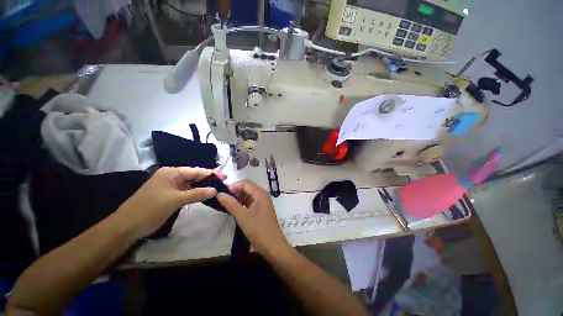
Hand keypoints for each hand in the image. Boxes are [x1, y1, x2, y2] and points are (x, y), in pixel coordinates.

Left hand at [118, 167, 220, 237]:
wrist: (127, 226)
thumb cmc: (150, 208)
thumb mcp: (175, 200)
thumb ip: (197, 193)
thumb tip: (216, 190)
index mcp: (171, 172)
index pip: (195, 171)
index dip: (211, 173)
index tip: (225, 176)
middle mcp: (171, 176)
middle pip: (194, 176)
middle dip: (208, 179)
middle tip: (223, 182)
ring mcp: (170, 186)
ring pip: (191, 184)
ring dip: (203, 187)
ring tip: (217, 188)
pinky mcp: (170, 195)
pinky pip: (187, 191)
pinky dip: (196, 193)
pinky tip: (205, 195)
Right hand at [217, 180, 292, 259]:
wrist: (273, 246)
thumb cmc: (258, 230)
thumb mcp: (242, 217)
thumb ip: (230, 204)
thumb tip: (219, 194)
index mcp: (260, 193)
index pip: (245, 183)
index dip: (233, 187)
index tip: (222, 195)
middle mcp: (262, 195)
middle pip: (247, 188)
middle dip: (235, 193)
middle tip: (222, 201)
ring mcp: (263, 202)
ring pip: (248, 195)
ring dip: (238, 199)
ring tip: (226, 206)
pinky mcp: (261, 209)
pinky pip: (250, 202)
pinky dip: (242, 204)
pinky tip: (235, 210)